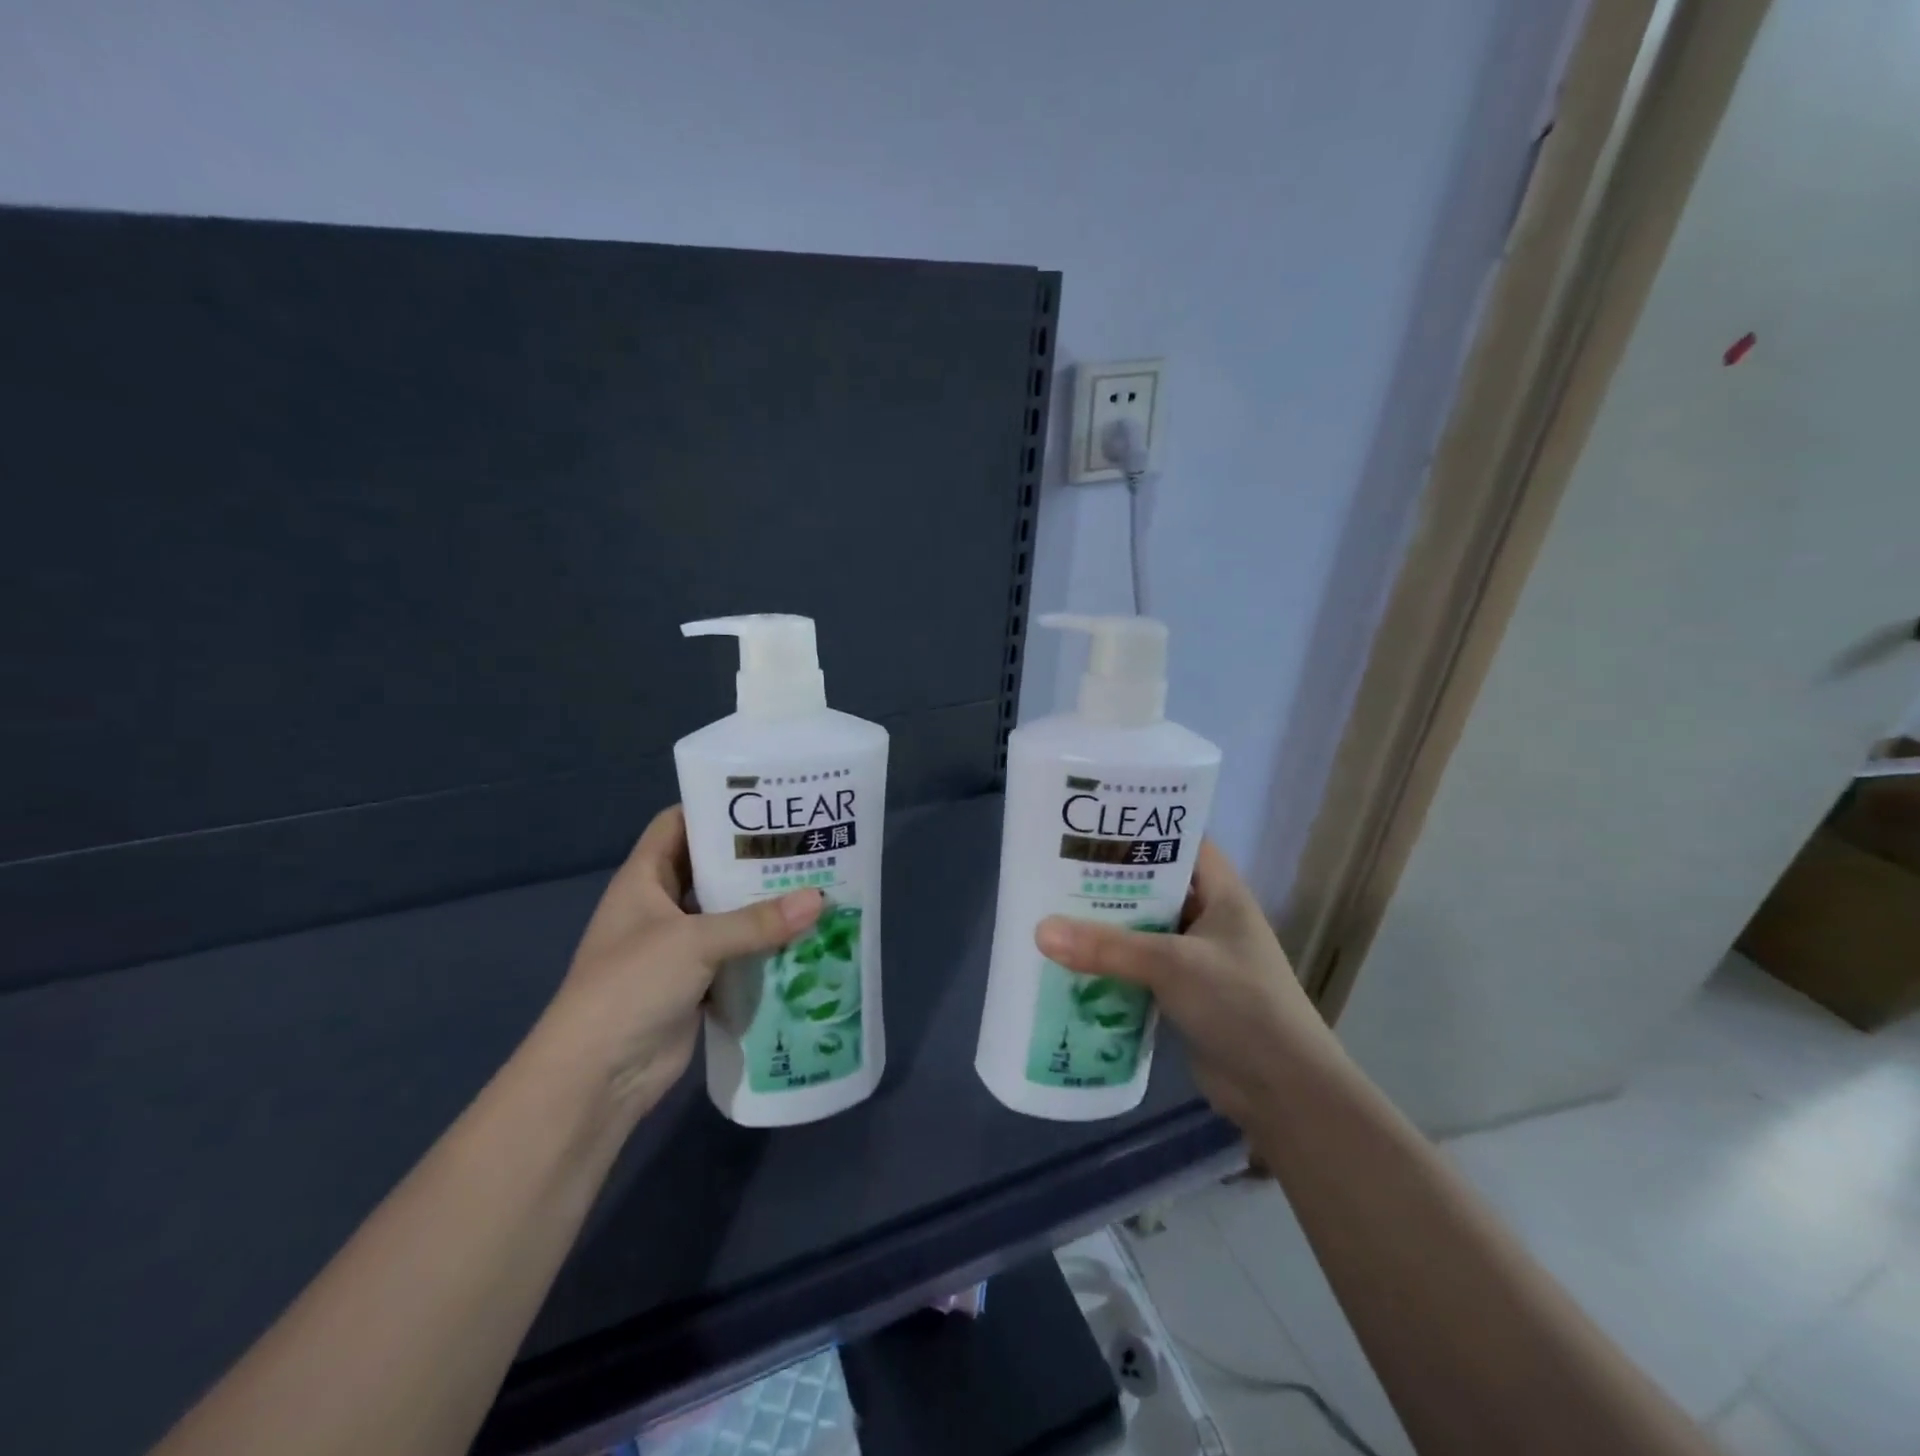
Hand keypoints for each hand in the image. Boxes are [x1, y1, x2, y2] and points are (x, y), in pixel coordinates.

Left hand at [540, 806, 823, 1118]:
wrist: (597, 1078)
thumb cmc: (631, 987)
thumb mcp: (693, 942)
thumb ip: (757, 921)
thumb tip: (820, 900)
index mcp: (644, 879)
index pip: (678, 824)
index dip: (715, 809)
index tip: (766, 803)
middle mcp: (660, 906)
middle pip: (710, 869)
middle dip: (753, 859)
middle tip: (806, 844)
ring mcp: (677, 948)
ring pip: (727, 915)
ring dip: (764, 907)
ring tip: (816, 885)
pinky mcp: (696, 983)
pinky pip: (736, 955)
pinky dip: (764, 949)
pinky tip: (803, 939)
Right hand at [1035, 841, 1340, 1130]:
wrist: (1283, 1090)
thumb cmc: (1240, 1004)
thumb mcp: (1172, 965)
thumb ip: (1107, 947)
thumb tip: (1039, 930)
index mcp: (1221, 892)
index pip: (1181, 840)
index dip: (1143, 827)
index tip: (1093, 822)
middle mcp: (1209, 917)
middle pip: (1154, 885)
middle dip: (1110, 878)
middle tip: (1058, 865)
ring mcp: (1196, 957)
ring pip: (1144, 927)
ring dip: (1107, 924)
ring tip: (1053, 907)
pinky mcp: (1183, 992)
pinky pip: (1140, 966)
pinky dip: (1112, 963)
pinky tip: (1072, 960)